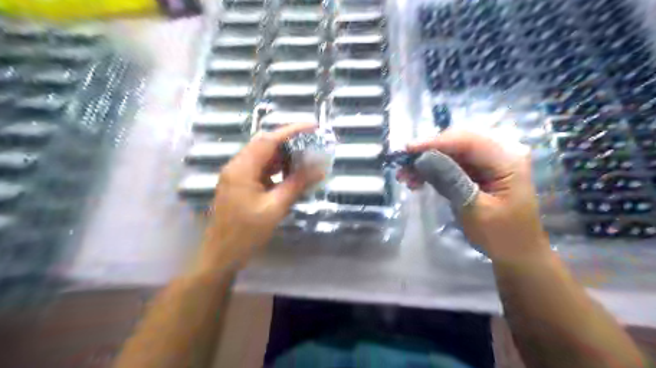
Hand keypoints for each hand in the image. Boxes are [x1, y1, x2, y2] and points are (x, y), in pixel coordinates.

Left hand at [198, 125, 324, 270]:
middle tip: (311, 143)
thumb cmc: (246, 233)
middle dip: (288, 141)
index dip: (292, 130)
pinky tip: (289, 175)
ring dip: (283, 156)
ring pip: (262, 156)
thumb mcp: (275, 208)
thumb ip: (296, 185)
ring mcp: (236, 175)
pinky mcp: (239, 185)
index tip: (313, 126)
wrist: (221, 256)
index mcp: (241, 169)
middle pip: (264, 144)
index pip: (268, 140)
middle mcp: (236, 166)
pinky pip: (259, 169)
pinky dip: (276, 168)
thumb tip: (319, 170)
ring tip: (304, 158)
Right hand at [398, 130, 549, 262]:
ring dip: (427, 161)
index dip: (434, 142)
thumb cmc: (501, 235)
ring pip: (451, 151)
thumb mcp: (474, 209)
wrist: (517, 252)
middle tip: (403, 166)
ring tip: (405, 176)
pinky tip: (417, 180)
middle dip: (428, 152)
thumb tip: (422, 158)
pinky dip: (433, 169)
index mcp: (508, 159)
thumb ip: (450, 180)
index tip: (406, 150)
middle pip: (458, 141)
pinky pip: (452, 163)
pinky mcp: (480, 170)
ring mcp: (490, 160)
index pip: (467, 141)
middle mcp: (501, 152)